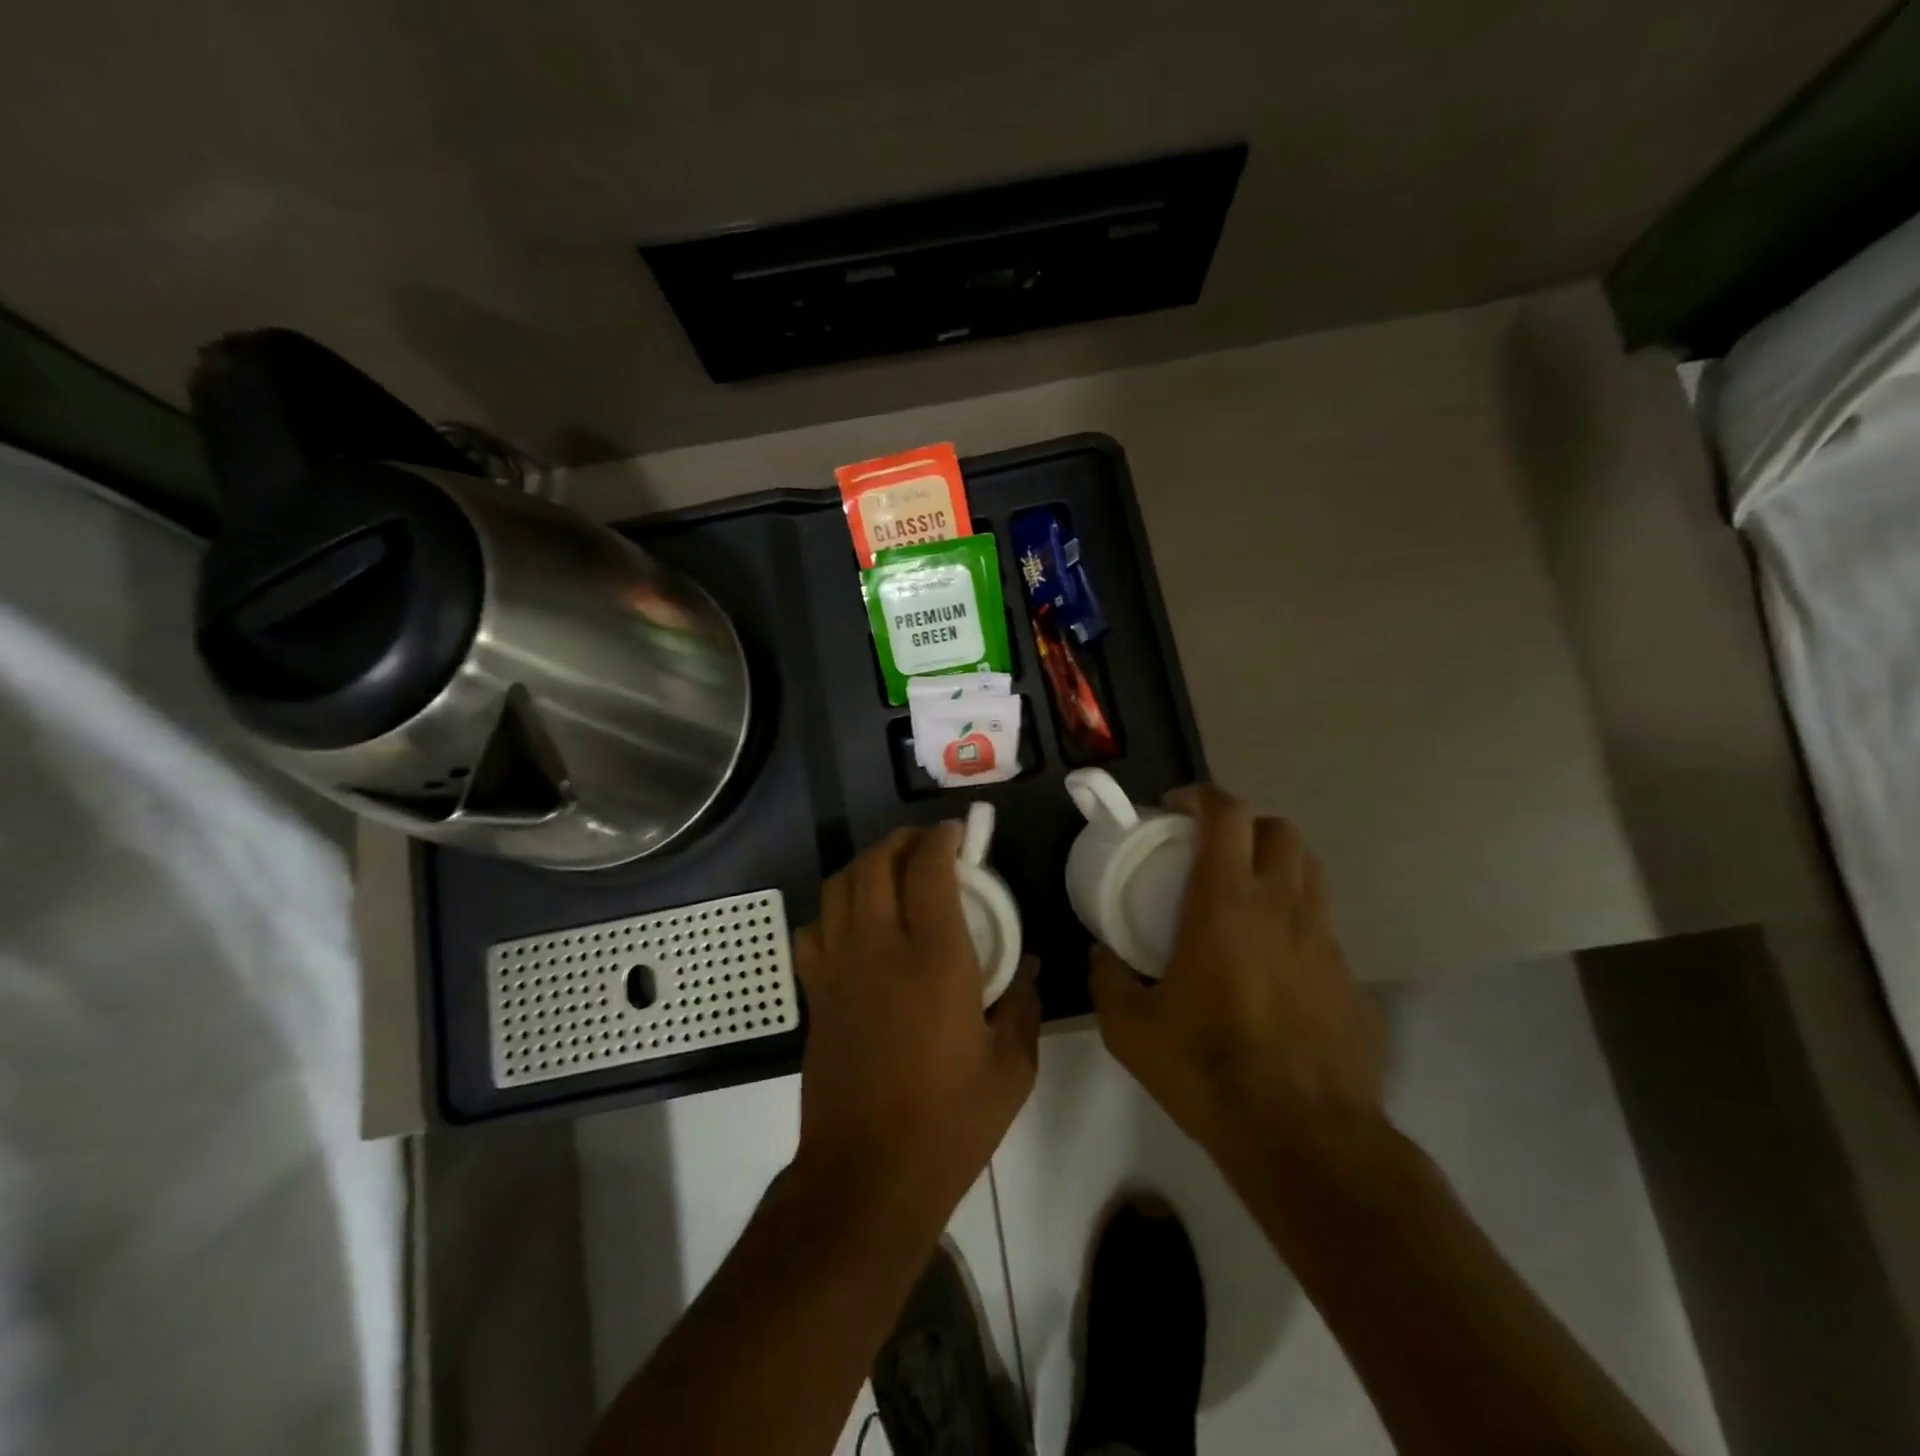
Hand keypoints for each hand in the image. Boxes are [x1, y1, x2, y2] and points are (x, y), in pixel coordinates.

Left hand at [792, 823, 1040, 1226]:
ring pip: (839, 887)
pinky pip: (813, 929)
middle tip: (926, 845)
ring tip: (891, 871)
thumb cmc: (949, 1124)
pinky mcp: (816, 994)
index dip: (941, 839)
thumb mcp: (1011, 1069)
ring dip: (865, 865)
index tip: (957, 832)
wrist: (866, 1177)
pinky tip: (853, 922)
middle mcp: (880, 949)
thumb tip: (1029, 966)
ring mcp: (839, 969)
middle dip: (901, 840)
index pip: (929, 870)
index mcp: (935, 960)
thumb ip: (1024, 1006)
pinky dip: (833, 909)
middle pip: (876, 864)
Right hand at [1089, 784, 1386, 1166]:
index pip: (1226, 814)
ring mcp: (1323, 939)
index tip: (1174, 808)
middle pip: (1278, 828)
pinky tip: (1270, 959)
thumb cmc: (1208, 1069)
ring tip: (1243, 894)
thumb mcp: (1130, 1028)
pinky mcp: (1348, 976)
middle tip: (1210, 850)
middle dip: (1243, 824)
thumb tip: (1101, 956)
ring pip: (1309, 869)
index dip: (1201, 796)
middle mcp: (1281, 906)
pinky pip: (1321, 922)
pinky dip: (1293, 917)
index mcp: (1226, 903)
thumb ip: (1107, 979)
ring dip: (1274, 863)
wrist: (1304, 1136)